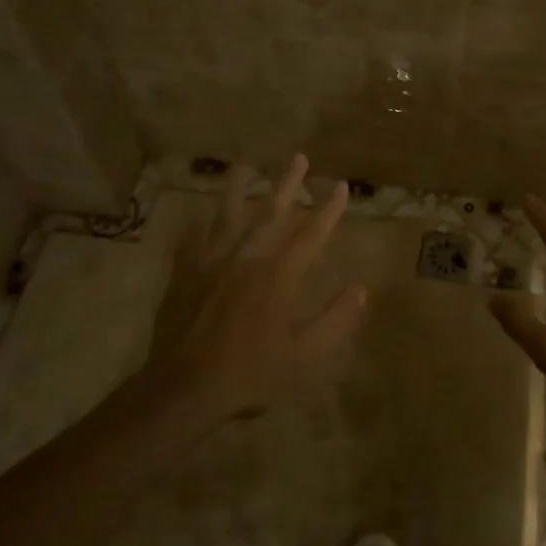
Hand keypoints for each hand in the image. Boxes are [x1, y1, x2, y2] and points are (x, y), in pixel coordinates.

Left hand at [147, 154, 366, 424]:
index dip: (329, 209)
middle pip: (271, 212)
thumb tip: (360, 290)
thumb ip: (335, 320)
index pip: (311, 234)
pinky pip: (192, 238)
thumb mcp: (305, 355)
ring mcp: (212, 262)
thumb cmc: (252, 373)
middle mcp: (247, 257)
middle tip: (298, 158)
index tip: (340, 186)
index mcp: (279, 275)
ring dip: (240, 187)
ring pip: (227, 214)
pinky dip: (199, 223)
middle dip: (288, 183)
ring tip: (246, 164)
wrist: (186, 387)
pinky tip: (200, 213)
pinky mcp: (185, 273)